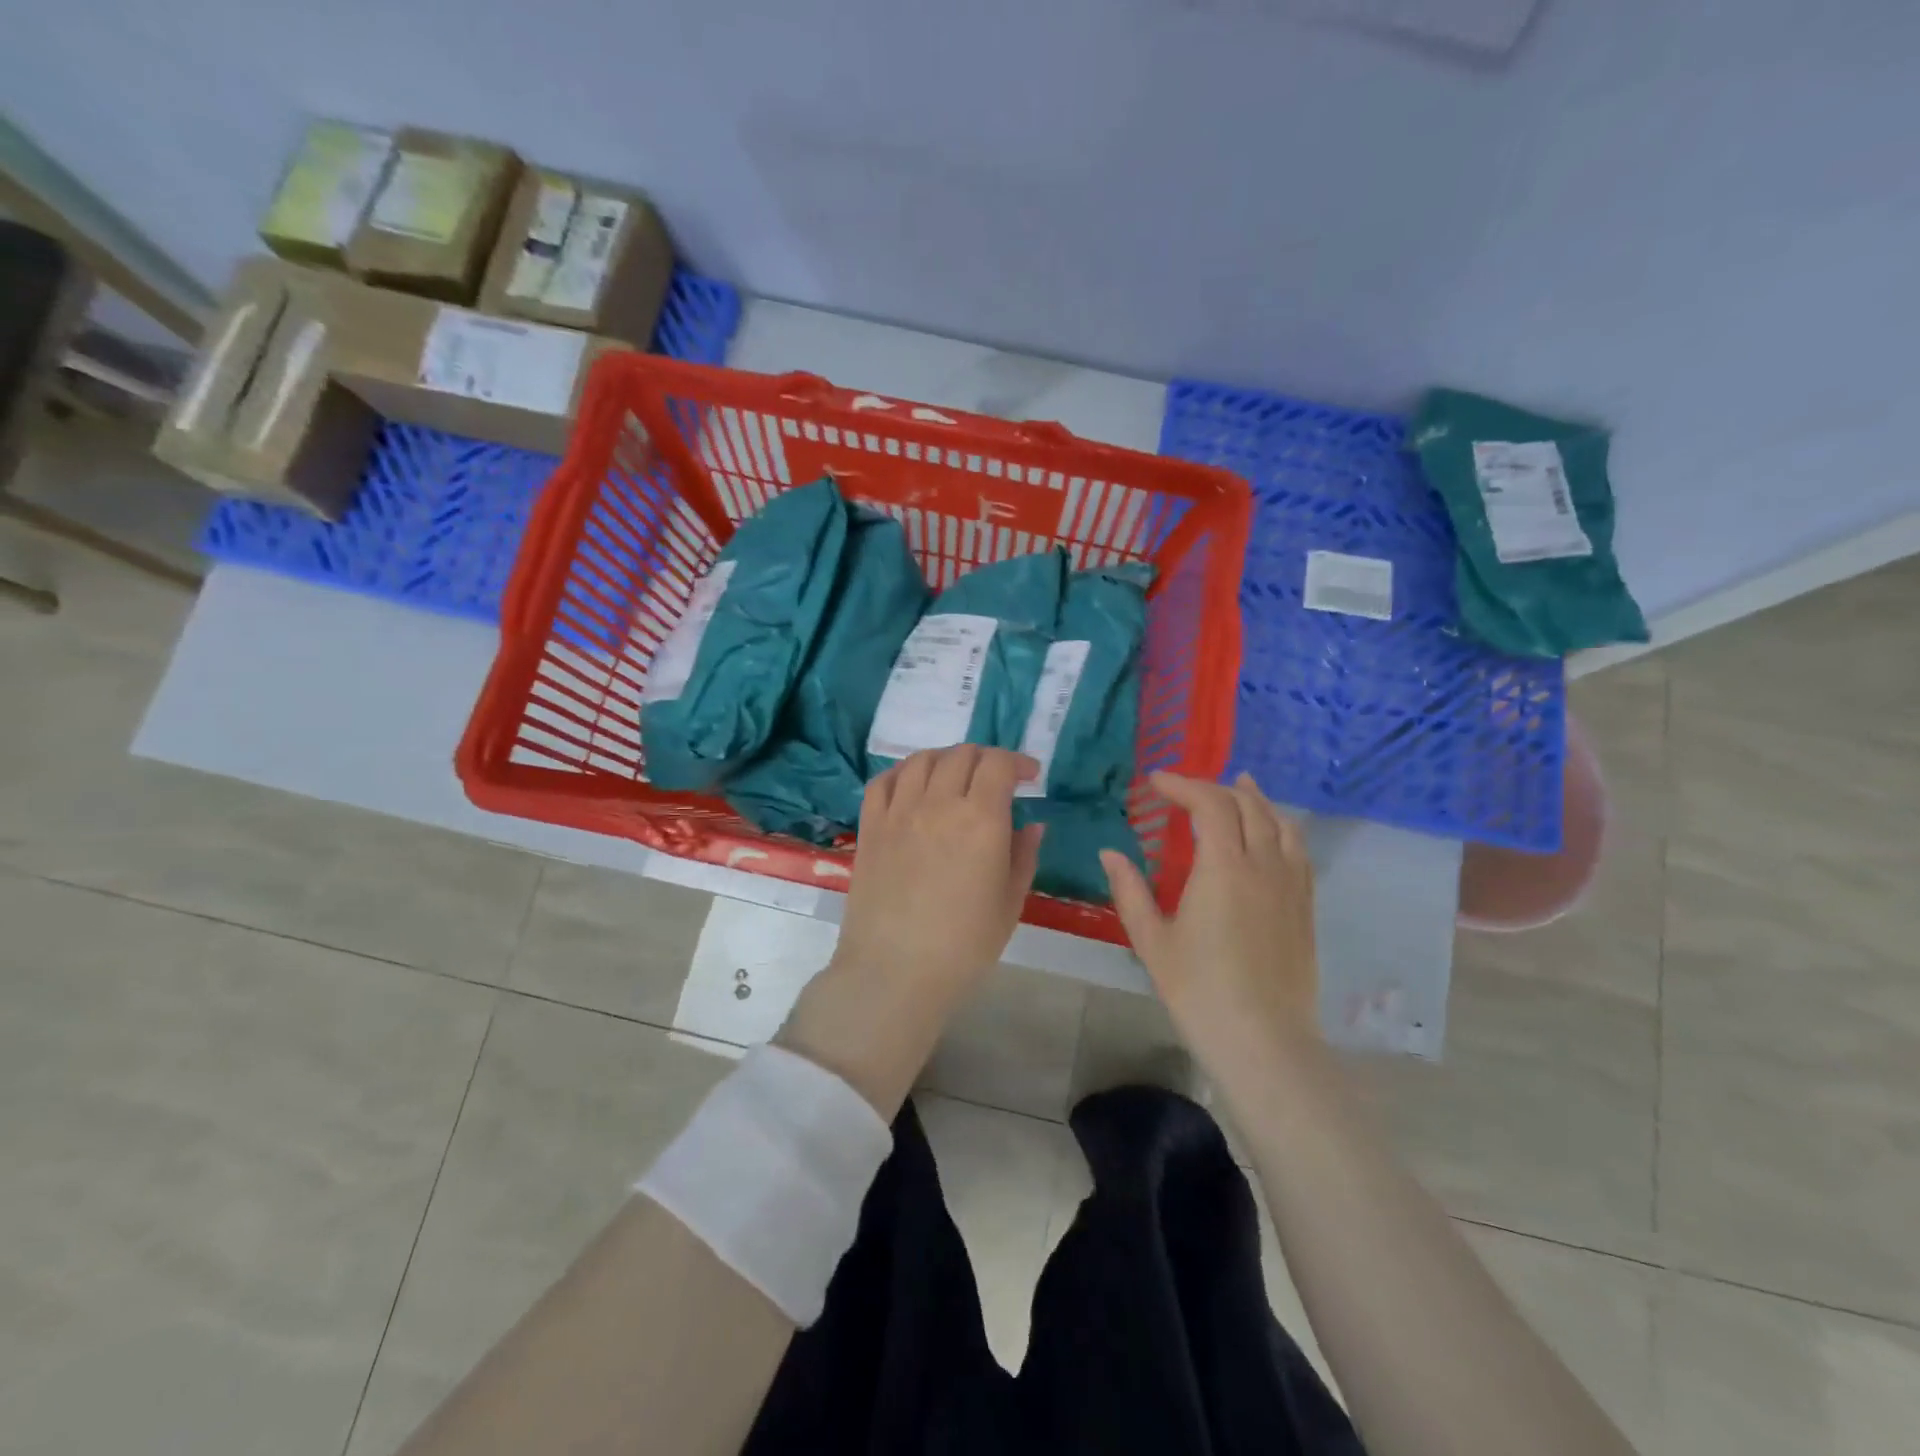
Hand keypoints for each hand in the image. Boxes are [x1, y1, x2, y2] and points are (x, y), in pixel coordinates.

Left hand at [837, 745, 1043, 998]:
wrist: (895, 972)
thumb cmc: (964, 946)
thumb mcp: (1010, 903)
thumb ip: (1023, 856)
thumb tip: (1032, 825)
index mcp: (980, 820)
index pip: (998, 764)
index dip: (1018, 762)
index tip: (1028, 776)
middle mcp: (938, 803)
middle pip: (962, 755)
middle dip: (986, 759)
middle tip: (996, 780)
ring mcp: (899, 812)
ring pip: (921, 760)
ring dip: (945, 759)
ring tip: (955, 777)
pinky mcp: (870, 827)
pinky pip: (883, 781)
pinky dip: (902, 772)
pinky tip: (912, 786)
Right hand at [1100, 771, 1318, 1067]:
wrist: (1264, 1042)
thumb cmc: (1199, 991)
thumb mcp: (1152, 941)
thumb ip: (1130, 890)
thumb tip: (1109, 853)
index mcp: (1223, 868)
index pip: (1209, 804)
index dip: (1182, 784)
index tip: (1156, 781)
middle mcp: (1263, 865)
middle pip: (1246, 806)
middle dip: (1214, 788)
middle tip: (1186, 790)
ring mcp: (1291, 885)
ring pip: (1280, 822)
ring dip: (1255, 799)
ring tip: (1240, 786)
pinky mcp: (1306, 907)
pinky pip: (1299, 850)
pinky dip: (1281, 827)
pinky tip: (1272, 832)